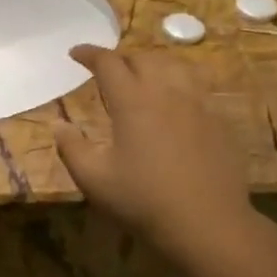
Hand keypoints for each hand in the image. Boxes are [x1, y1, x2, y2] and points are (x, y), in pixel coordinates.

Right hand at [53, 45, 256, 257]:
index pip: (108, 62)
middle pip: (143, 58)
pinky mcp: (218, 120)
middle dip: (121, 58)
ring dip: (153, 64)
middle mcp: (167, 92)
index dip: (90, 53)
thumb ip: (71, 147)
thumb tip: (58, 124)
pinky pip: (197, 87)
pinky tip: (175, 102)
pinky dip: (179, 83)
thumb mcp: (94, 179)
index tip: (76, 53)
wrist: (207, 223)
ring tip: (143, 76)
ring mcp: (198, 104)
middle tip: (108, 71)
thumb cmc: (143, 200)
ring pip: (175, 66)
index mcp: (133, 101)